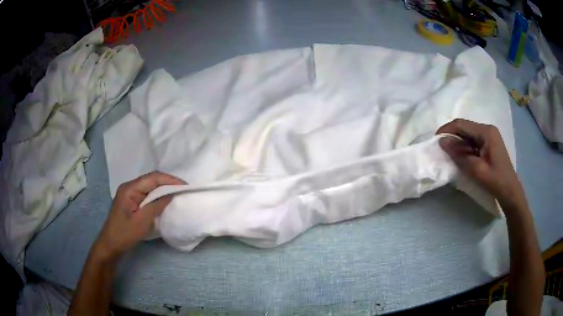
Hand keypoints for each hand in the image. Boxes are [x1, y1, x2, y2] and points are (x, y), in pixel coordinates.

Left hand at [92, 171, 184, 261]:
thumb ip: (156, 205)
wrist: (111, 244)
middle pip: (151, 179)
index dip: (169, 180)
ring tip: (177, 193)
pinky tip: (164, 200)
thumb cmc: (125, 233)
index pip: (152, 178)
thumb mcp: (142, 221)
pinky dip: (157, 195)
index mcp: (130, 189)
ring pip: (149, 186)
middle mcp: (129, 187)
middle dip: (167, 183)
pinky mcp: (131, 200)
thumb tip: (171, 194)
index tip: (184, 186)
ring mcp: (129, 193)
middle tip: (183, 189)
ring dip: (163, 189)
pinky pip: (146, 193)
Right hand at [437, 119, 524, 208]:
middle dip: (452, 137)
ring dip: (458, 143)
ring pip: (468, 135)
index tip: (435, 140)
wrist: (510, 192)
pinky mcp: (489, 144)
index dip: (447, 130)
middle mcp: (487, 129)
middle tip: (441, 149)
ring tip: (449, 155)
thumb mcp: (476, 170)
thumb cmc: (495, 181)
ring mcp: (489, 136)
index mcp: (486, 132)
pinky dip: (465, 148)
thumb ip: (459, 155)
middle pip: (465, 128)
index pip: (462, 124)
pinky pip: (473, 141)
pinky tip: (461, 157)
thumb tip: (442, 142)